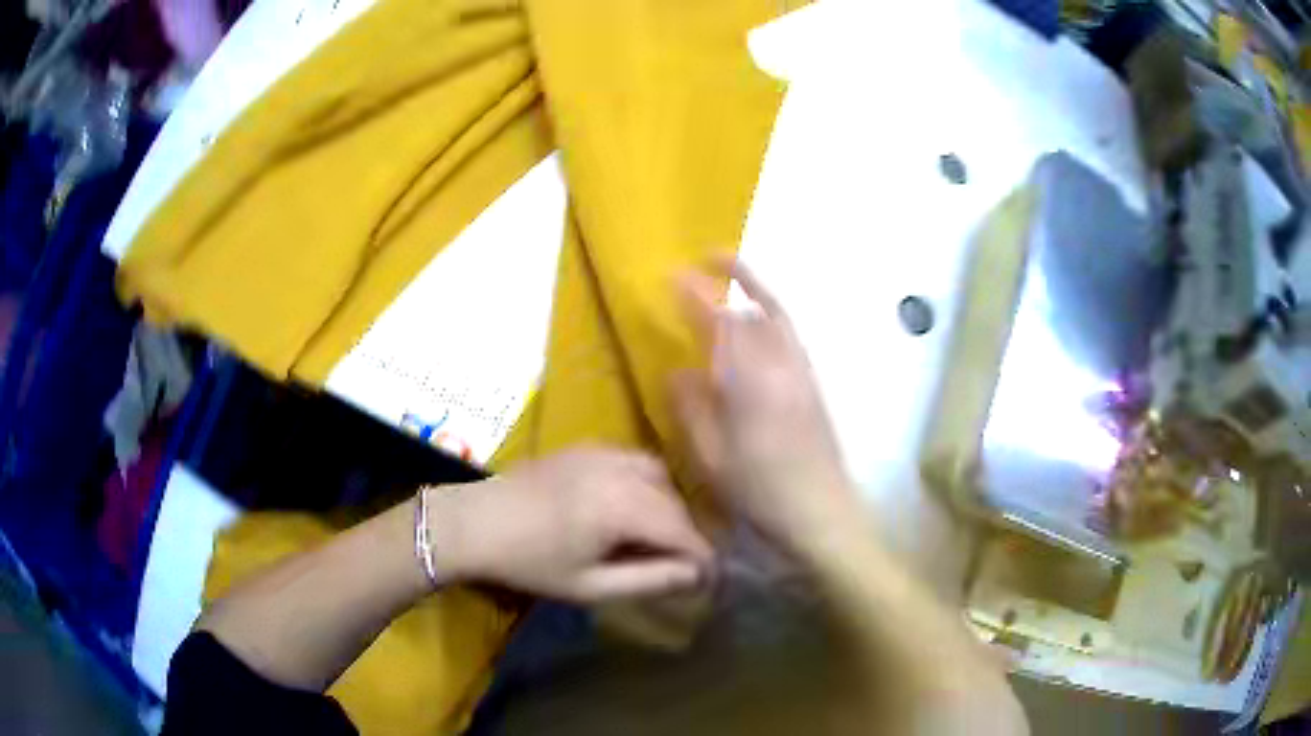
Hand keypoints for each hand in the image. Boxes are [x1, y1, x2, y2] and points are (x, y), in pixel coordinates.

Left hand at [427, 448, 713, 602]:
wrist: (475, 523)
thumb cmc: (530, 563)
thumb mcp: (591, 585)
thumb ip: (650, 580)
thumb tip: (698, 576)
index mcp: (623, 507)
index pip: (684, 532)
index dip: (703, 558)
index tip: (710, 581)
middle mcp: (621, 471)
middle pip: (676, 503)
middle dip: (687, 535)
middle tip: (683, 566)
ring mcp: (604, 452)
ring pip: (660, 476)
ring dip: (669, 506)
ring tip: (658, 537)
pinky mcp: (588, 446)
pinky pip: (635, 460)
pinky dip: (647, 483)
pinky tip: (631, 507)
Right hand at [673, 256, 861, 552]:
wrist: (820, 513)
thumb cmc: (760, 492)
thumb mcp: (712, 457)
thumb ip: (693, 409)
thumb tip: (679, 371)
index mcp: (750, 382)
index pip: (720, 322)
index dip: (697, 295)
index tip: (674, 276)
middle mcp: (781, 366)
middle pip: (758, 309)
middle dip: (735, 277)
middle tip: (707, 259)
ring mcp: (803, 374)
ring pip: (781, 318)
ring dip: (758, 291)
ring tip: (736, 277)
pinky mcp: (814, 387)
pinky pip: (791, 337)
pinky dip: (773, 317)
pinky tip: (758, 328)